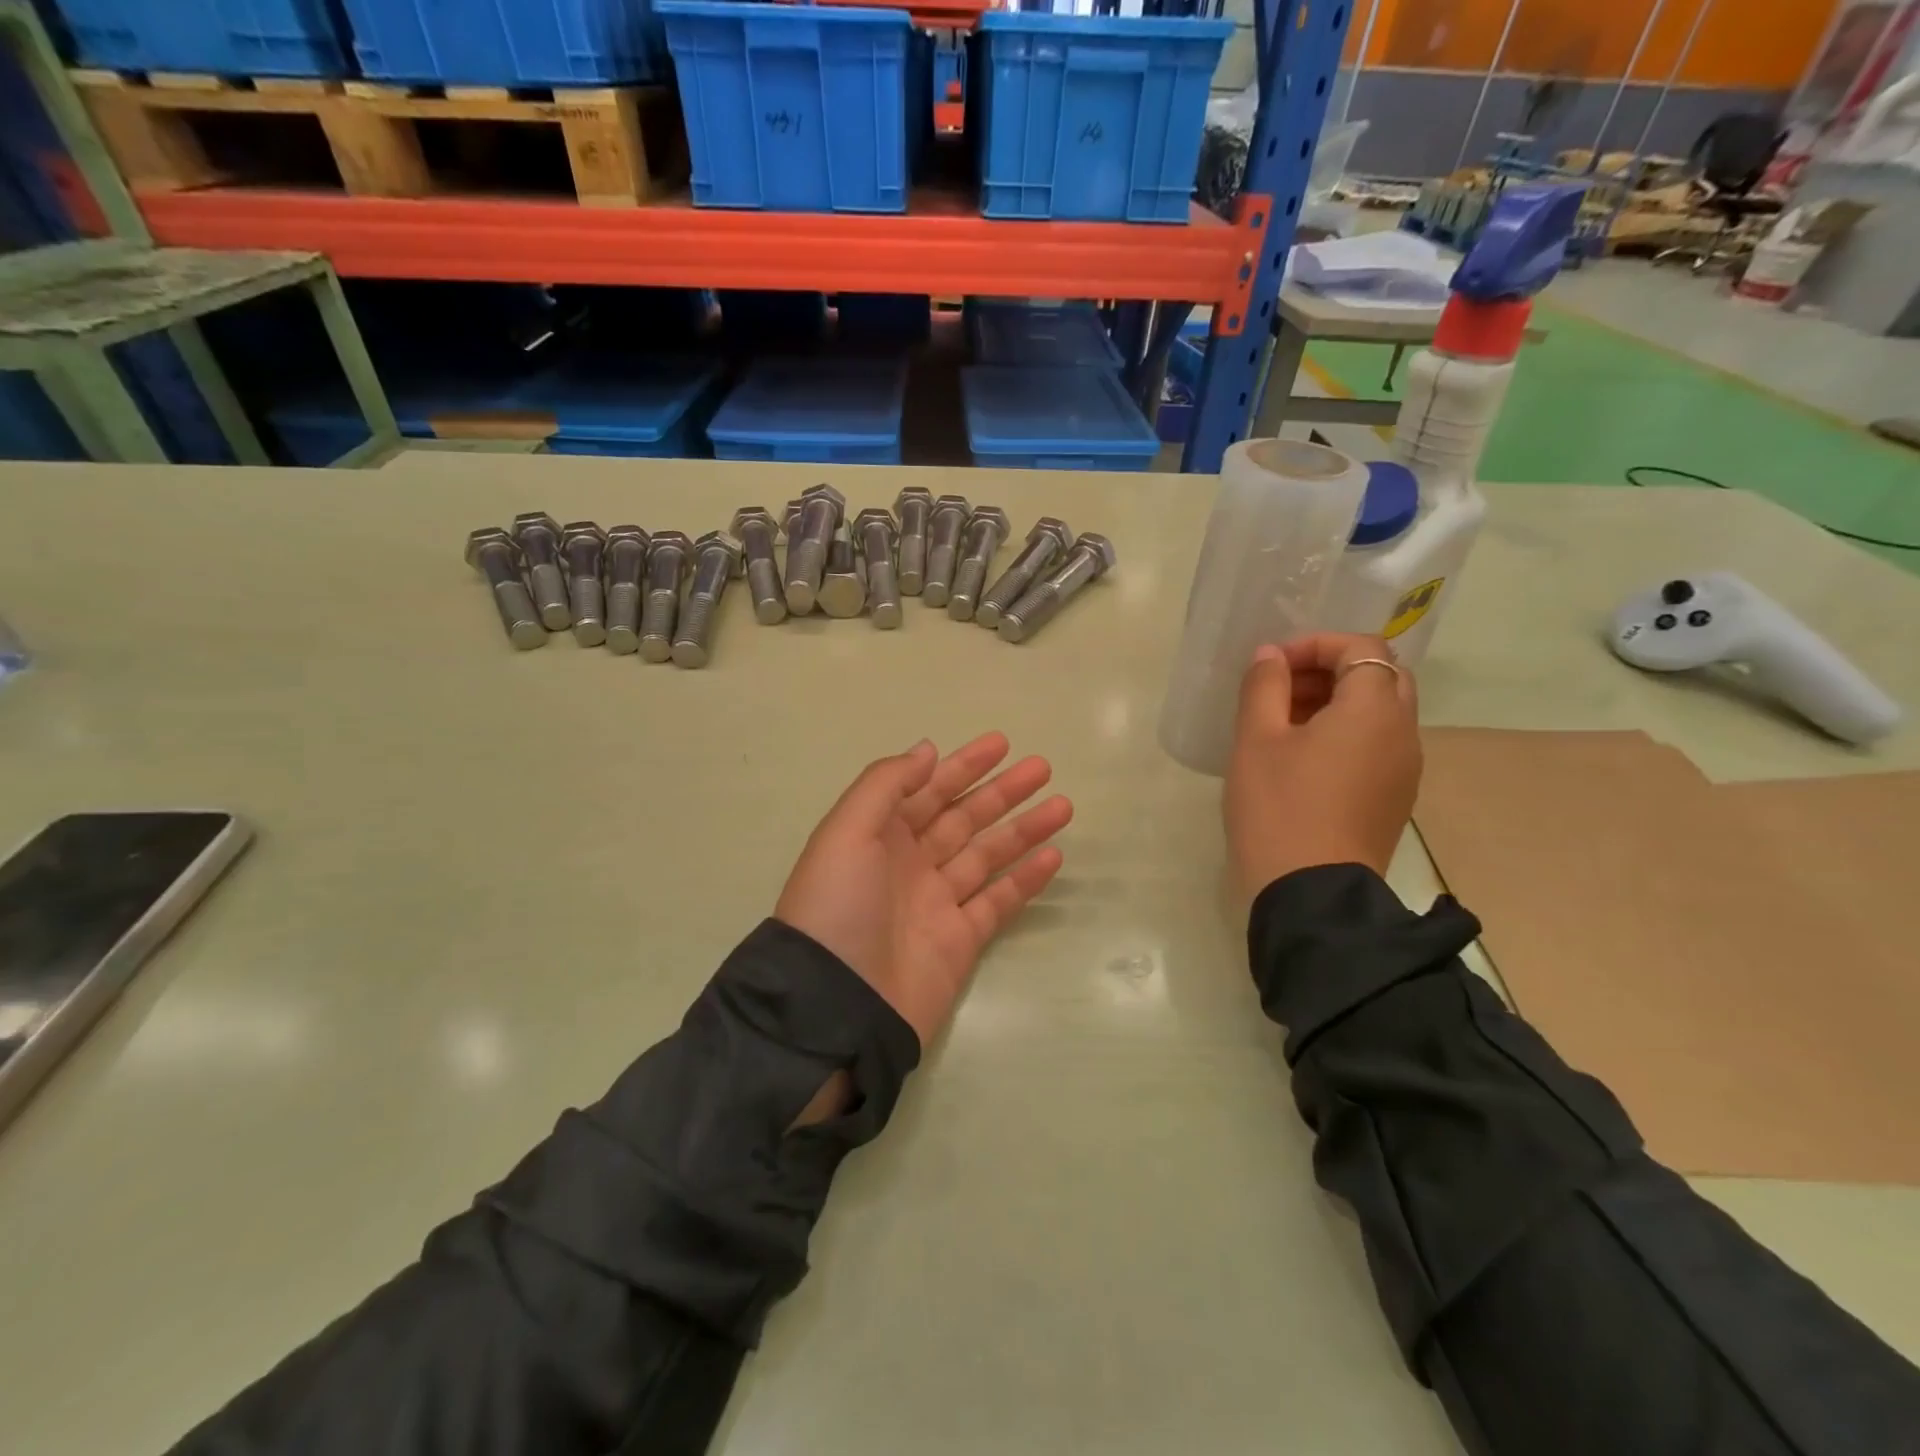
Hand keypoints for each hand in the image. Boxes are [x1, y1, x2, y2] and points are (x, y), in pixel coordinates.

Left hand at [776, 732, 1072, 1049]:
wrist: (837, 1005)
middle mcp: (910, 863)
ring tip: (1063, 806)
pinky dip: (1025, 879)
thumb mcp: (846, 832)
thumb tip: (927, 750)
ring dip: (1023, 830)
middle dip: (1001, 792)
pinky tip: (1053, 856)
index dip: (963, 766)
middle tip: (1042, 768)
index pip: (928, 790)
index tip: (1001, 744)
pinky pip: (999, 901)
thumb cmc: (837, 907)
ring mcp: (937, 903)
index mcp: (879, 835)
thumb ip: (885, 785)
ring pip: (988, 855)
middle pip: (963, 818)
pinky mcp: (961, 940)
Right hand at [1225, 633, 1420, 904]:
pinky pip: (1376, 746)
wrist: (1311, 892)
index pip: (1361, 647)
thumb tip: (1271, 656)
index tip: (1273, 667)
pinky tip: (1302, 761)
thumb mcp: (1256, 739)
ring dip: (1336, 703)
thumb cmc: (1279, 807)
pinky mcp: (1394, 798)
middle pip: (1379, 676)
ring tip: (1283, 725)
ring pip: (1379, 713)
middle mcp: (1403, 732)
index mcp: (1374, 710)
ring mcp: (1404, 769)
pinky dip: (1345, 734)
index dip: (1315, 645)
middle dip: (1329, 671)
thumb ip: (1264, 686)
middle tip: (1282, 691)